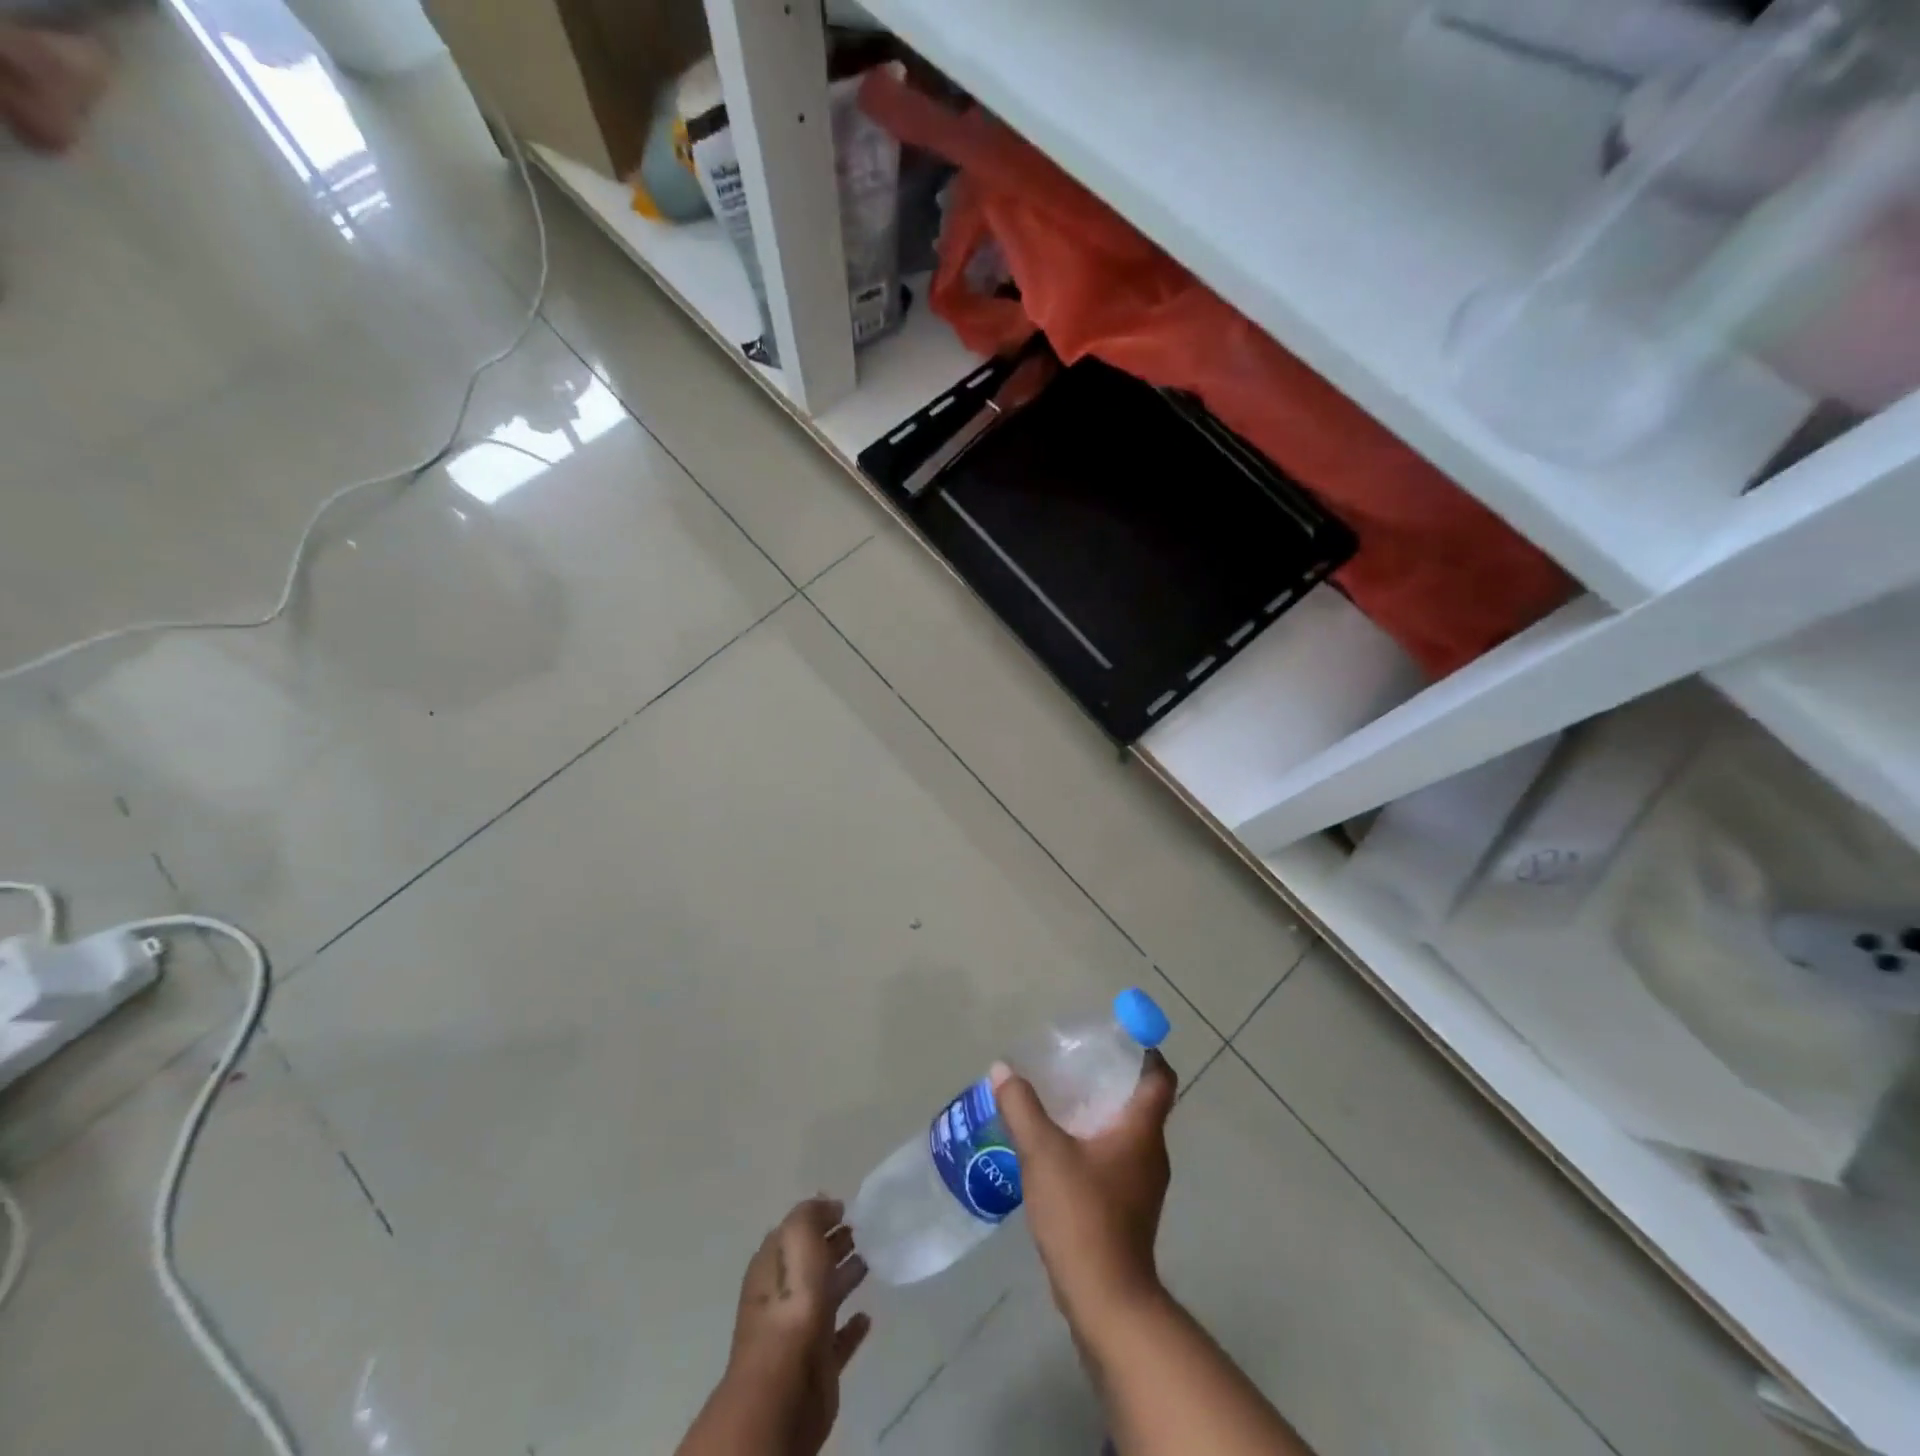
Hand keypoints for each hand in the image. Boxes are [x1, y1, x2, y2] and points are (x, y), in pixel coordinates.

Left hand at [712, 1197, 871, 1455]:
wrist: (785, 1387)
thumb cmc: (790, 1303)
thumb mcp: (798, 1238)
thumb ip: (810, 1215)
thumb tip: (828, 1205)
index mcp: (772, 1265)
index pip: (794, 1233)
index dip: (817, 1218)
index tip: (845, 1207)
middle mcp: (782, 1295)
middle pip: (810, 1263)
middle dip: (832, 1244)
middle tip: (862, 1229)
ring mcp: (800, 1331)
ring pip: (826, 1296)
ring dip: (844, 1278)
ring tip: (870, 1261)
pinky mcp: (819, 1364)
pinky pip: (838, 1339)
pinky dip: (852, 1327)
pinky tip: (867, 1317)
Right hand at [992, 1051, 1176, 1322]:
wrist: (1106, 1299)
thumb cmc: (1082, 1214)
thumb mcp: (1043, 1153)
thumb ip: (1022, 1107)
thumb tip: (1003, 1069)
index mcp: (1141, 1130)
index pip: (1160, 1077)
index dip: (1145, 1051)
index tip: (1117, 1036)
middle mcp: (1151, 1152)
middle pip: (1141, 1102)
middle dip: (1112, 1079)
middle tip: (1075, 1064)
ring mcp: (1143, 1184)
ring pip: (1127, 1132)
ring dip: (1101, 1112)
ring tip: (1061, 1101)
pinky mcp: (1130, 1209)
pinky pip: (1116, 1159)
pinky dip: (1095, 1143)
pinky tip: (1061, 1148)